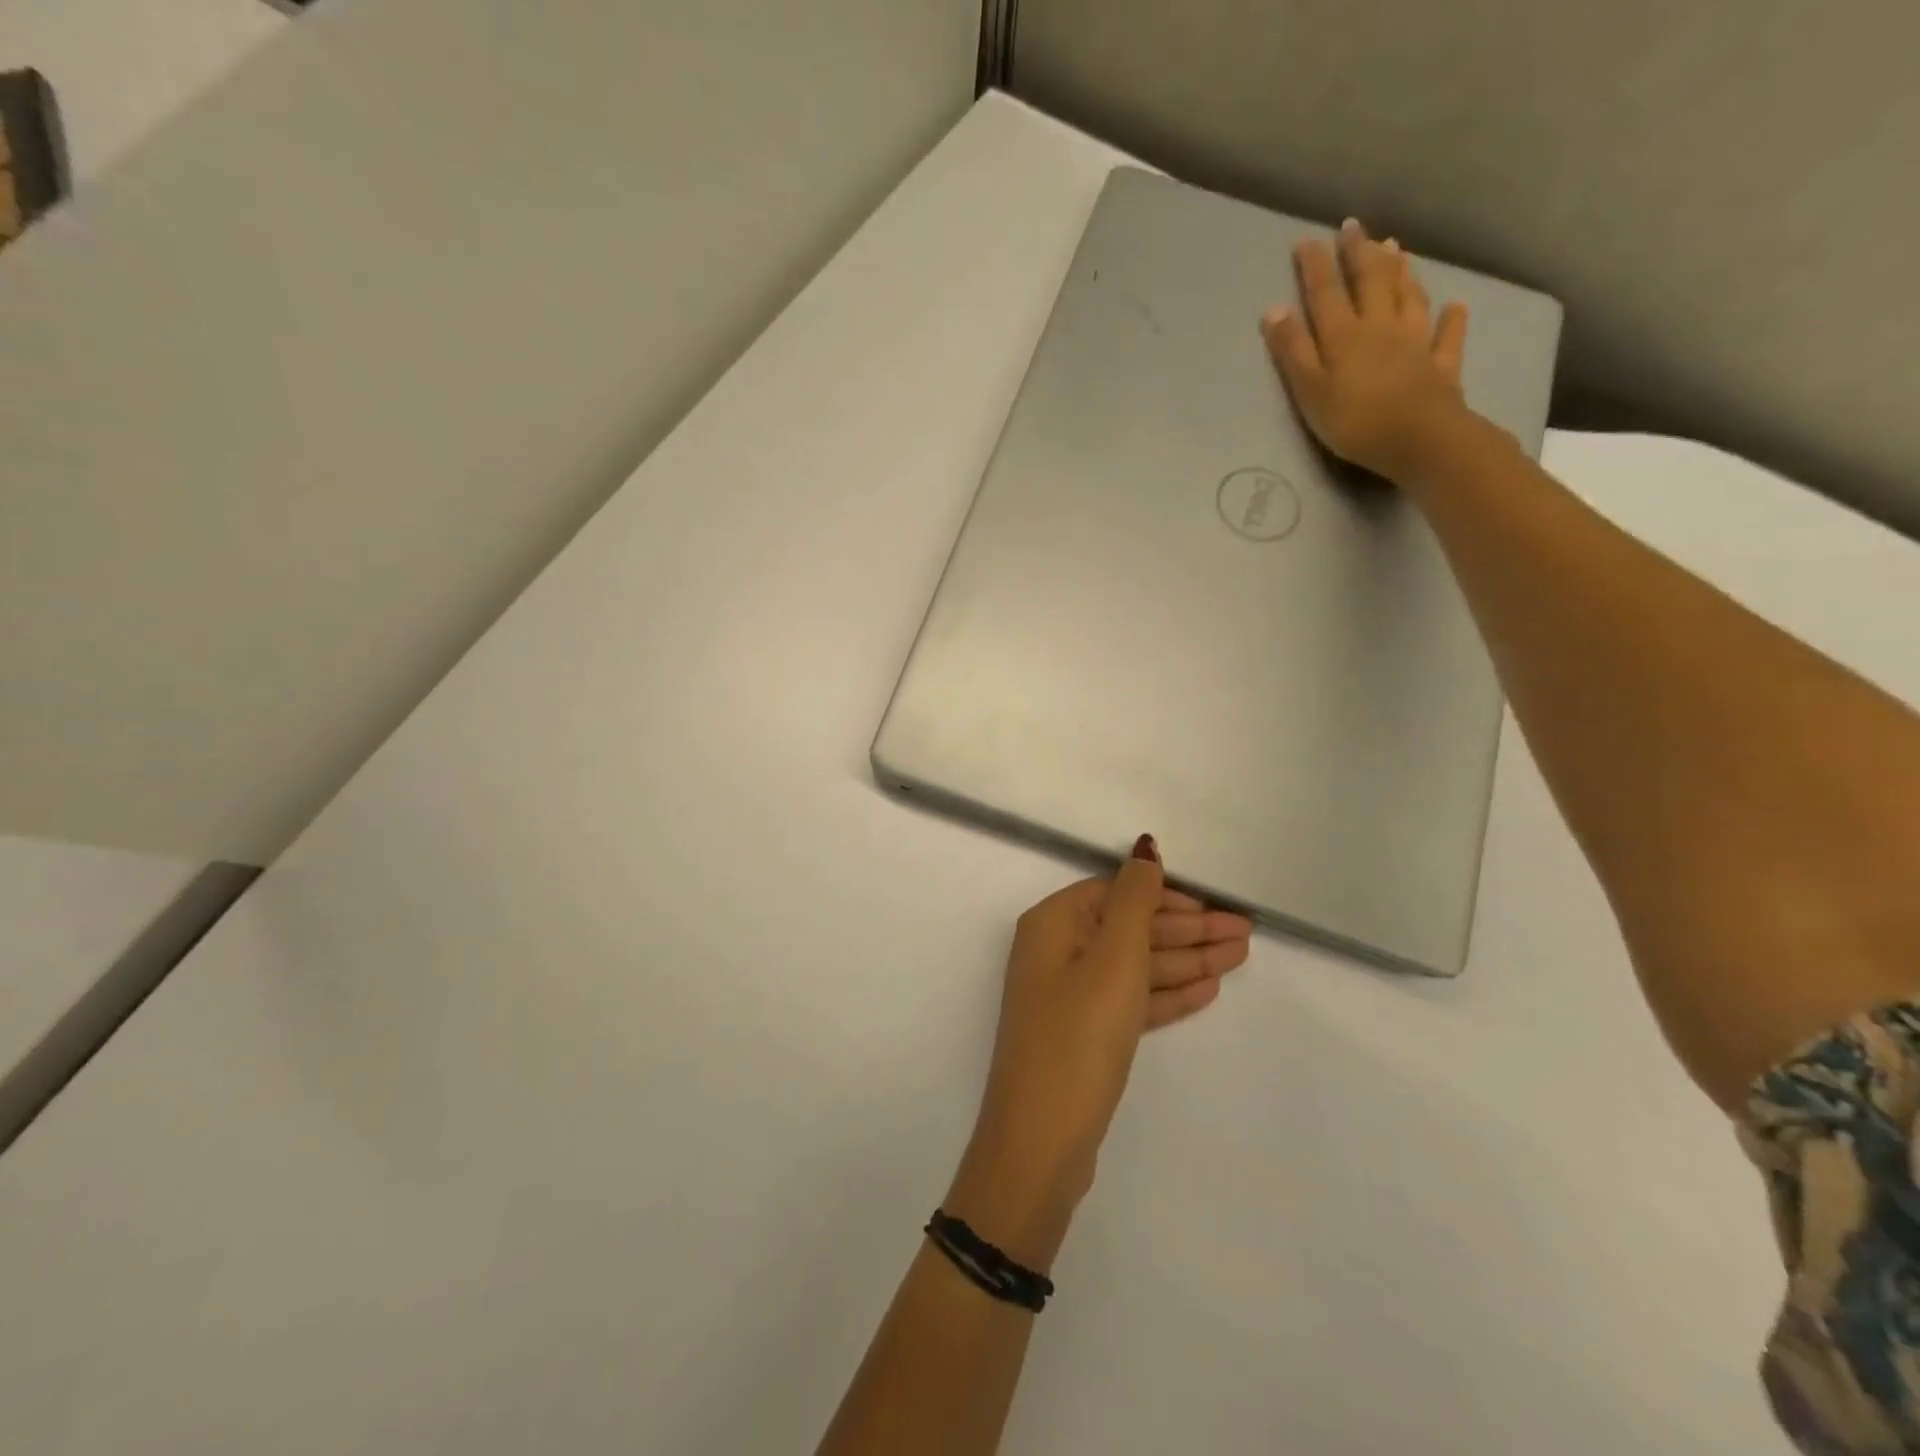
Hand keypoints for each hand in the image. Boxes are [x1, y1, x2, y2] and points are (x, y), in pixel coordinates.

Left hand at [945, 837, 1252, 1267]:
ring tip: (1241, 957)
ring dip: (1186, 960)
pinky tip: (1208, 990)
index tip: (1215, 907)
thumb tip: (1144, 848)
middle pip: (1129, 929)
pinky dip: (1167, 994)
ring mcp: (1069, 997)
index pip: (1115, 894)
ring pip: (1135, 967)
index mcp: (1053, 925)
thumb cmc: (1079, 1036)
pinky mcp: (1085, 1035)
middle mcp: (1056, 953)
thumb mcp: (1113, 960)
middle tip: (1246, 933)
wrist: (1042, 1141)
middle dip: (1186, 930)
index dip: (1165, 896)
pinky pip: (1132, 1001)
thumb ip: (1134, 900)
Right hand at [1261, 218, 1473, 482]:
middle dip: (1359, 254)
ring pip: (1408, 298)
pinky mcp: (1440, 366)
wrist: (1418, 440)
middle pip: (1371, 283)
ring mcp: (1415, 343)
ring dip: (1401, 272)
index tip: (1307, 240)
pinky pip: (1446, 337)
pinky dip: (1451, 320)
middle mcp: (1382, 328)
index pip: (1326, 293)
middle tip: (1354, 227)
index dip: (1316, 266)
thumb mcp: (1310, 390)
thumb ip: (1293, 351)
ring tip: (1396, 249)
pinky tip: (1455, 307)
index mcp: (1345, 336)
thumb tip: (1274, 309)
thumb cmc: (1354, 421)